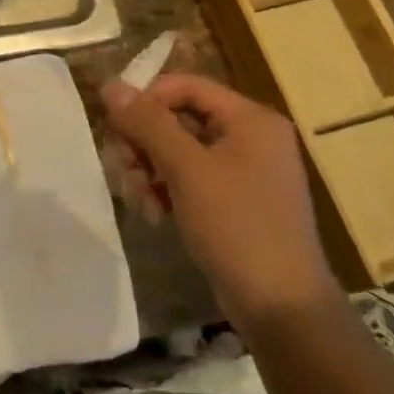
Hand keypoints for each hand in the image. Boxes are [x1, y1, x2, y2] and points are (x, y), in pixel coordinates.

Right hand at [101, 72, 339, 328]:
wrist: (282, 307)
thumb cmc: (237, 226)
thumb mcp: (187, 169)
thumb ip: (148, 123)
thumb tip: (111, 86)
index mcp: (250, 119)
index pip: (185, 86)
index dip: (146, 100)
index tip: (116, 129)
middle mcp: (250, 137)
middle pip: (177, 118)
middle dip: (143, 143)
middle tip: (123, 170)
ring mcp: (243, 171)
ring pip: (177, 151)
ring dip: (148, 170)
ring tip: (138, 200)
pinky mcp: (234, 202)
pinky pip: (188, 179)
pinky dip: (165, 190)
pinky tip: (153, 214)